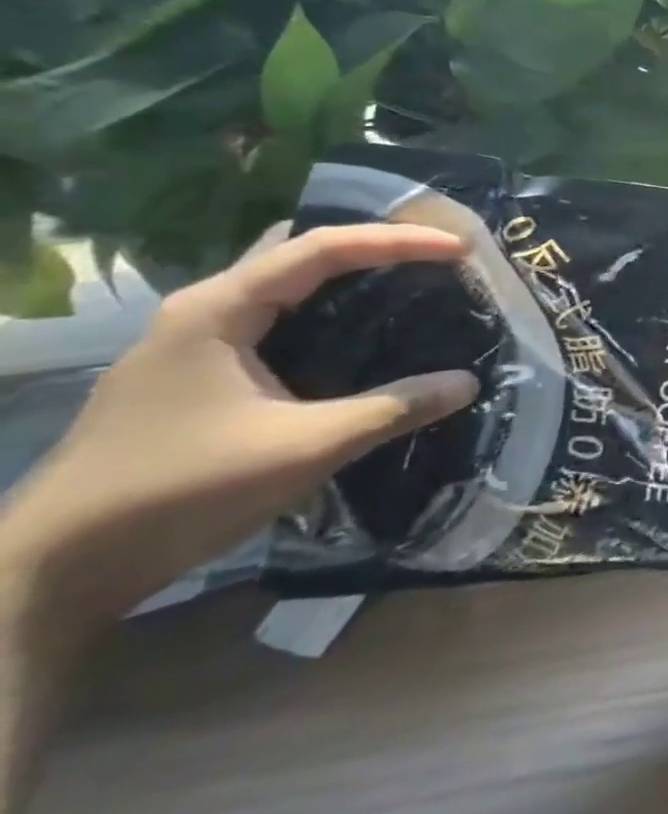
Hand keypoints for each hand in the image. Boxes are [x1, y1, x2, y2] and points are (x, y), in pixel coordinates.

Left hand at [0, 223, 479, 642]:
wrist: (53, 572)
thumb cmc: (180, 492)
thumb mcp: (305, 448)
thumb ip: (393, 408)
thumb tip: (468, 382)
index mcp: (219, 309)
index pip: (324, 248)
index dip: (400, 241)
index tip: (461, 249)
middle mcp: (202, 310)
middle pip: (301, 253)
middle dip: (373, 247)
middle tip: (435, 256)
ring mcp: (190, 342)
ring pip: (284, 286)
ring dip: (347, 278)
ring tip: (409, 284)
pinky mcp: (193, 374)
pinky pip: (274, 319)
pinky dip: (324, 311)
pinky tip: (356, 335)